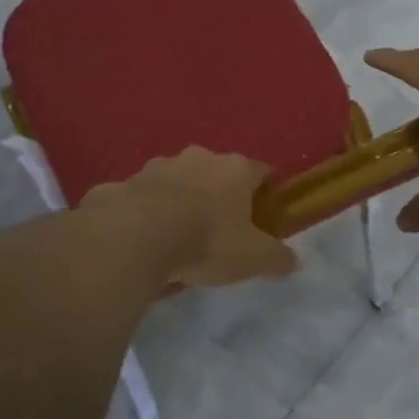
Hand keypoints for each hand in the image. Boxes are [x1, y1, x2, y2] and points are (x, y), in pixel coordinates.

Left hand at [88, 148, 298, 287]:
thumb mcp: (252, 258)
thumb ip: (277, 258)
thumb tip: (293, 261)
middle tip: (220, 225)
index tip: (265, 211)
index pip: (260, 171)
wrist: (135, 236)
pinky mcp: (125, 182)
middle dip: (219, 193)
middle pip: (217, 172)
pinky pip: (142, 196)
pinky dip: (146, 211)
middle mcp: (198, 158)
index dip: (265, 191)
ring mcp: (158, 166)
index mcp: (235, 169)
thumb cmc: (206, 240)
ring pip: (177, 180)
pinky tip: (144, 236)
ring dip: (180, 198)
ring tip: (178, 232)